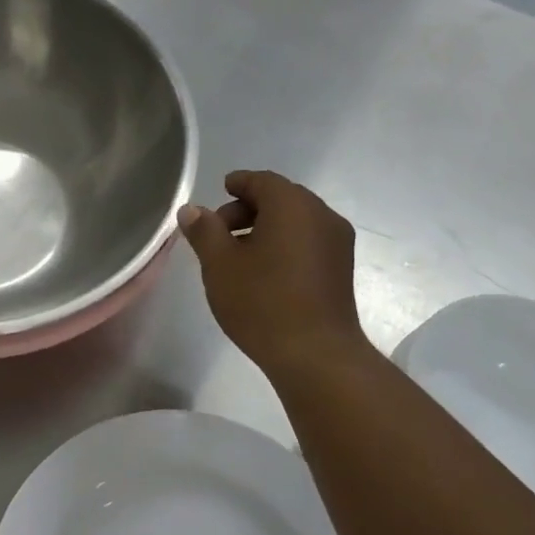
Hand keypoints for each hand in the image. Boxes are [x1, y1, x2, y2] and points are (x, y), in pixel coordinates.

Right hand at [179, 170, 364, 380]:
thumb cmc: (262, 302)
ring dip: (266, 228)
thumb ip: (204, 231)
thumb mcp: (220, 265)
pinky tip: (265, 271)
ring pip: (297, 222)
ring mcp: (337, 243)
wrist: (315, 354)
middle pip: (282, 198)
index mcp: (292, 205)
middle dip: (248, 208)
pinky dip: (285, 244)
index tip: (220, 190)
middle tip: (219, 231)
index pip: (262, 180)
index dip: (238, 183)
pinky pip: (308, 242)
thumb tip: (192, 210)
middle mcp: (322, 215)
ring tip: (238, 256)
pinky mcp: (341, 269)